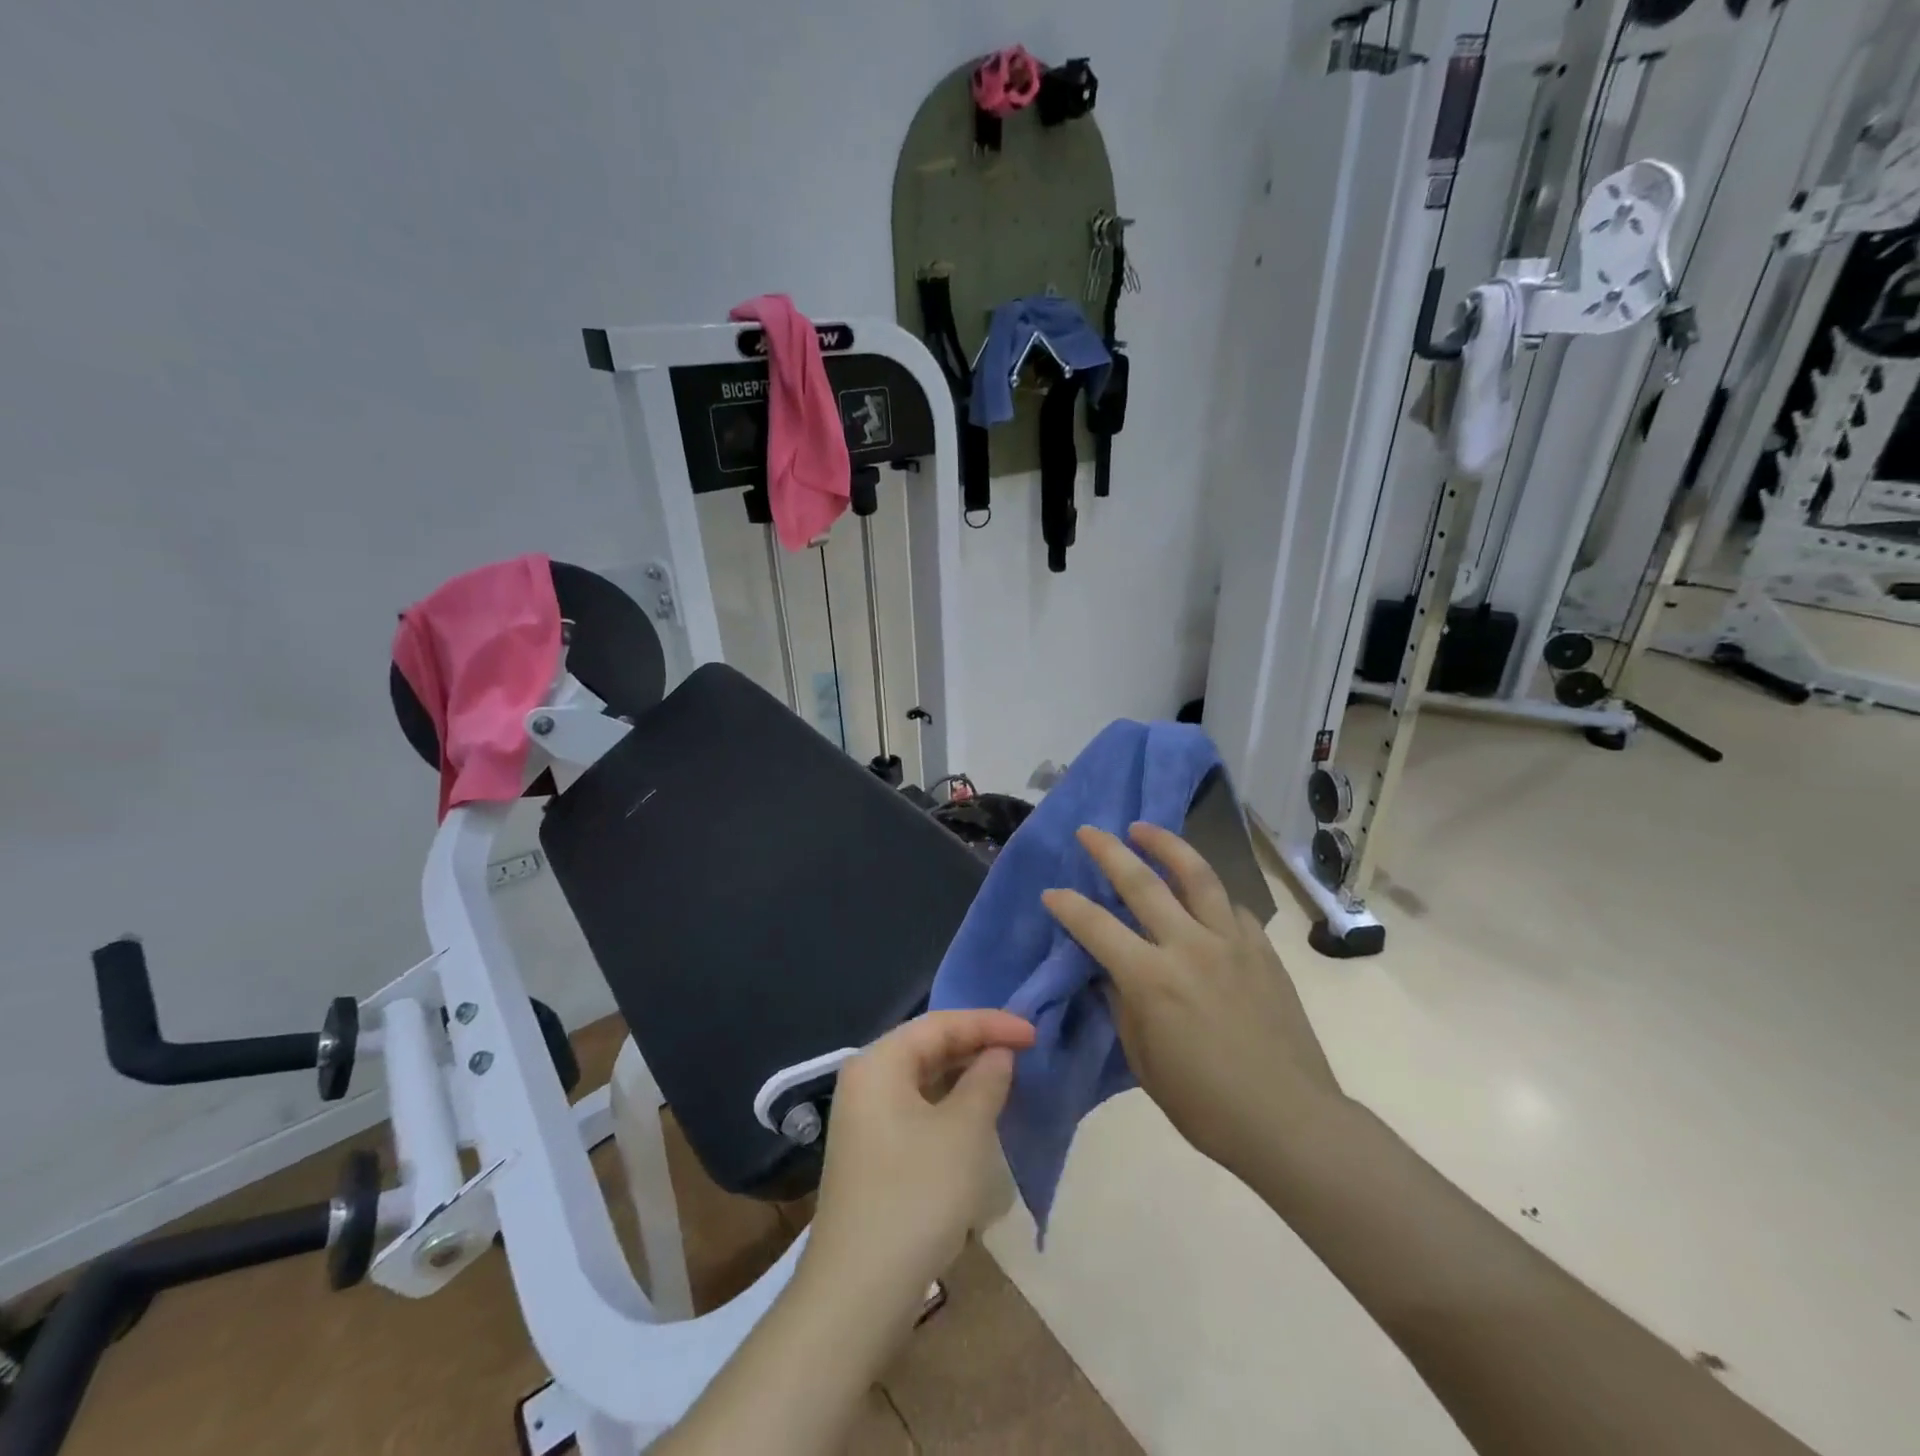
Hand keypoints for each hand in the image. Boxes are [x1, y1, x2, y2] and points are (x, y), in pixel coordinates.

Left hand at [803, 1010, 1035, 1307]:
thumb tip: (998, 1055)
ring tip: (1007, 1078)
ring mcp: (864, 1118)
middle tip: (1024, 1051)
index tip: (1034, 1032)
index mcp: (879, 1062)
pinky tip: (976, 1117)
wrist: (857, 1294)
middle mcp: (865, 1080)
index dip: (990, 1023)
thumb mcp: (963, 1132)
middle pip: (928, 1046)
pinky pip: (916, 1107)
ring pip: (922, 1078)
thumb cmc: (915, 1197)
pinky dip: (948, 1104)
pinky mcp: (871, 1151)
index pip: (940, 1023)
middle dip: (976, 1044)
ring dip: (964, 1075)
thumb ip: (986, 1081)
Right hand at [1042, 824, 1343, 1179]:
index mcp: (1151, 979)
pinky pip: (1231, 906)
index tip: (1052, 892)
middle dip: (1108, 851)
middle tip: (1089, 831)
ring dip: (1165, 845)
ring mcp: (1230, 942)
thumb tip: (1113, 972)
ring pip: (1195, 874)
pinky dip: (1210, 893)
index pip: (1096, 926)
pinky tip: (1202, 894)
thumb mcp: (1144, 1061)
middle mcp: (1188, 946)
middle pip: (1141, 882)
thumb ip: (1124, 1006)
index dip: (1068, 905)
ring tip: (1144, 829)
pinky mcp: (1261, 949)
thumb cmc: (1206, 1105)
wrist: (1290, 1121)